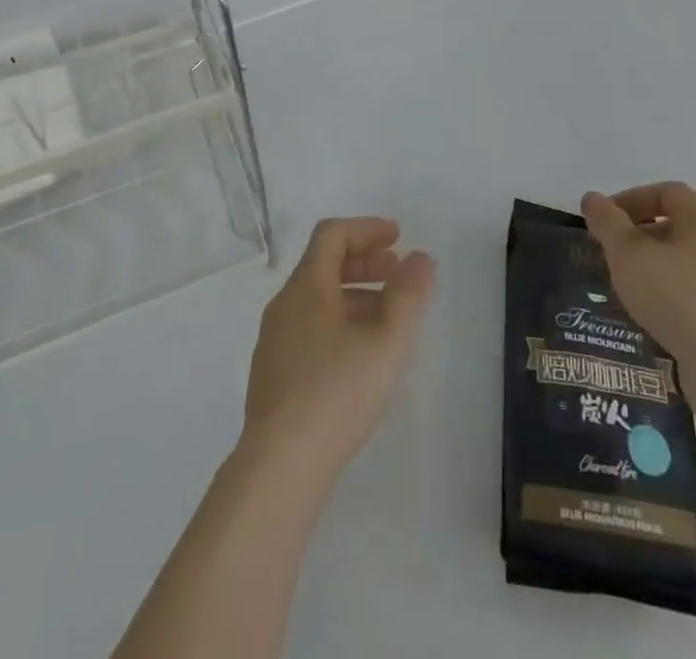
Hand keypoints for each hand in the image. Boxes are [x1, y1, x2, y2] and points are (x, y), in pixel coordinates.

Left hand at [241, 217, 434, 478]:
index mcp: (306, 286)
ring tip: (389, 315)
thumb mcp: (386, 341)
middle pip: (324, 265)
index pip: (332, 235)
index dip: (366, 229)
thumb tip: (420, 258)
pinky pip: (310, 328)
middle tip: (398, 272)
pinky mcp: (274, 374)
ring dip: (355, 294)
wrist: (280, 466)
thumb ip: (408, 294)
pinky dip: (340, 322)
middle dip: (364, 262)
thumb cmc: (337, 392)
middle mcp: (284, 305)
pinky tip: (361, 354)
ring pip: (318, 300)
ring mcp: (275, 341)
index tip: (398, 238)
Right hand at [581, 183, 695, 420]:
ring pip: (686, 263)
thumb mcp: (628, 254)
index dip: (629, 200)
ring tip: (626, 289)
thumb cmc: (678, 298)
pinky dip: (672, 297)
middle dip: (639, 236)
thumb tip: (593, 198)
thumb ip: (607, 222)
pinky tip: (652, 317)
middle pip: (677, 226)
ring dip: (654, 269)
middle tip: (610, 255)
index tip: (603, 222)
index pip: (665, 192)